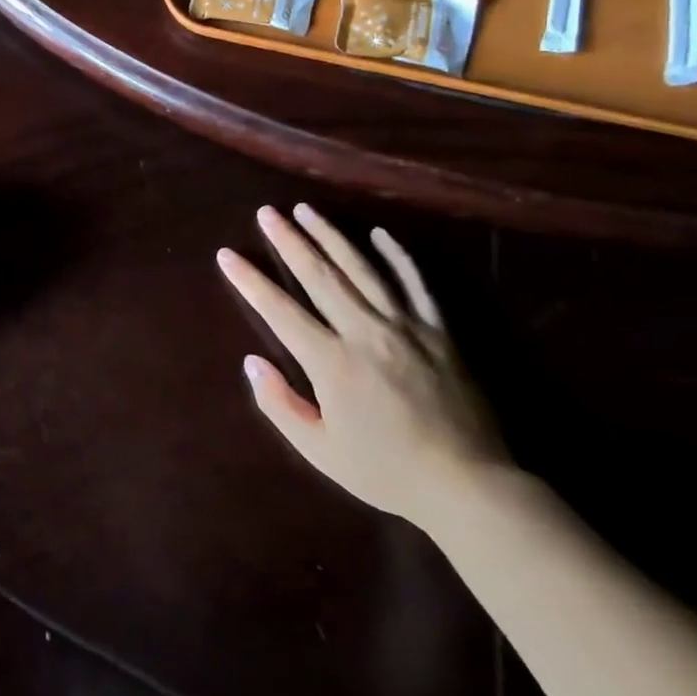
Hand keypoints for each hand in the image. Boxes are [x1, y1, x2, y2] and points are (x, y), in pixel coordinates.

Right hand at [217, 205, 507, 527]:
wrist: (469, 485)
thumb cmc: (386, 471)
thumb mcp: (320, 450)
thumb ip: (280, 405)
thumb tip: (252, 362)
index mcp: (332, 362)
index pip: (280, 310)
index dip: (250, 280)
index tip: (227, 254)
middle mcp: (365, 332)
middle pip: (320, 276)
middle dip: (289, 241)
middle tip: (267, 212)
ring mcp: (406, 327)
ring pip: (362, 269)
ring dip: (331, 236)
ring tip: (306, 210)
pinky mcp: (439, 332)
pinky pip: (415, 284)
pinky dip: (397, 256)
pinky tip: (379, 233)